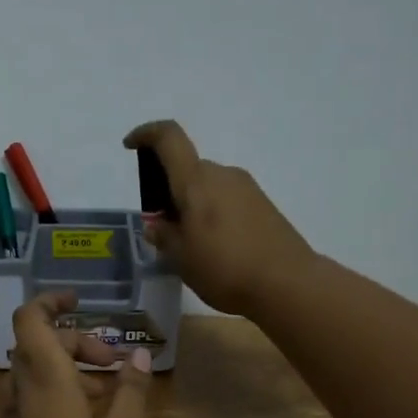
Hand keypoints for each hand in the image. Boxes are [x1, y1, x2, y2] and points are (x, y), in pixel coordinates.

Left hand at [0, 292, 152, 417]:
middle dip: (78, 344)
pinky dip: (57, 398)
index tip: (80, 301)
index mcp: (46, 381)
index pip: (31, 320)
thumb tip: (139, 356)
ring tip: (109, 399)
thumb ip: (131, 394)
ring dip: (71, 374)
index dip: (50, 302)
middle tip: (116, 365)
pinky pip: (31, 403)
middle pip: (40, 347)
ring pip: (36, 377)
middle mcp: (21, 393)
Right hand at [124, 120, 315, 316]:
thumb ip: (164, 236)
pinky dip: (213, 215)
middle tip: (162, 228)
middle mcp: (222, 174)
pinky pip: (227, 200)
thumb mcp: (181, 258)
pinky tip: (215, 249)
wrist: (287, 283)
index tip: (130, 146)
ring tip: (189, 244)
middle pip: (188, 169)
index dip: (146, 135)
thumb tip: (156, 223)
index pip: (168, 138)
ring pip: (208, 186)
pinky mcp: (263, 206)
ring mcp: (247, 188)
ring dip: (193, 205)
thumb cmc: (224, 267)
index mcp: (196, 180)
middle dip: (169, 191)